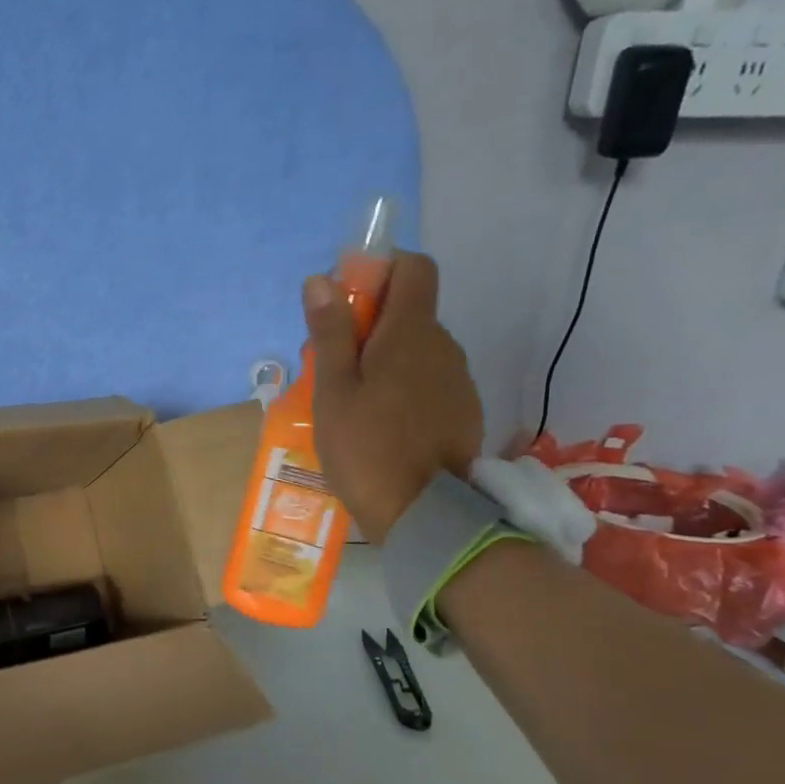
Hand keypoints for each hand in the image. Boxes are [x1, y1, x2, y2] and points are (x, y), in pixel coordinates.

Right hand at [304, 253, 483, 542]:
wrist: (425, 516)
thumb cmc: (367, 448)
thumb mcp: (334, 391)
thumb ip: (331, 334)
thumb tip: (321, 280)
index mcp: (412, 333)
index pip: (414, 267)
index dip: (381, 270)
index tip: (348, 301)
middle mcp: (444, 346)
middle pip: (410, 312)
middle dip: (371, 325)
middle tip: (333, 367)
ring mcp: (458, 380)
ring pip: (418, 350)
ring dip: (386, 360)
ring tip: (353, 404)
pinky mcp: (463, 411)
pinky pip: (429, 381)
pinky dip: (404, 388)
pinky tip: (381, 427)